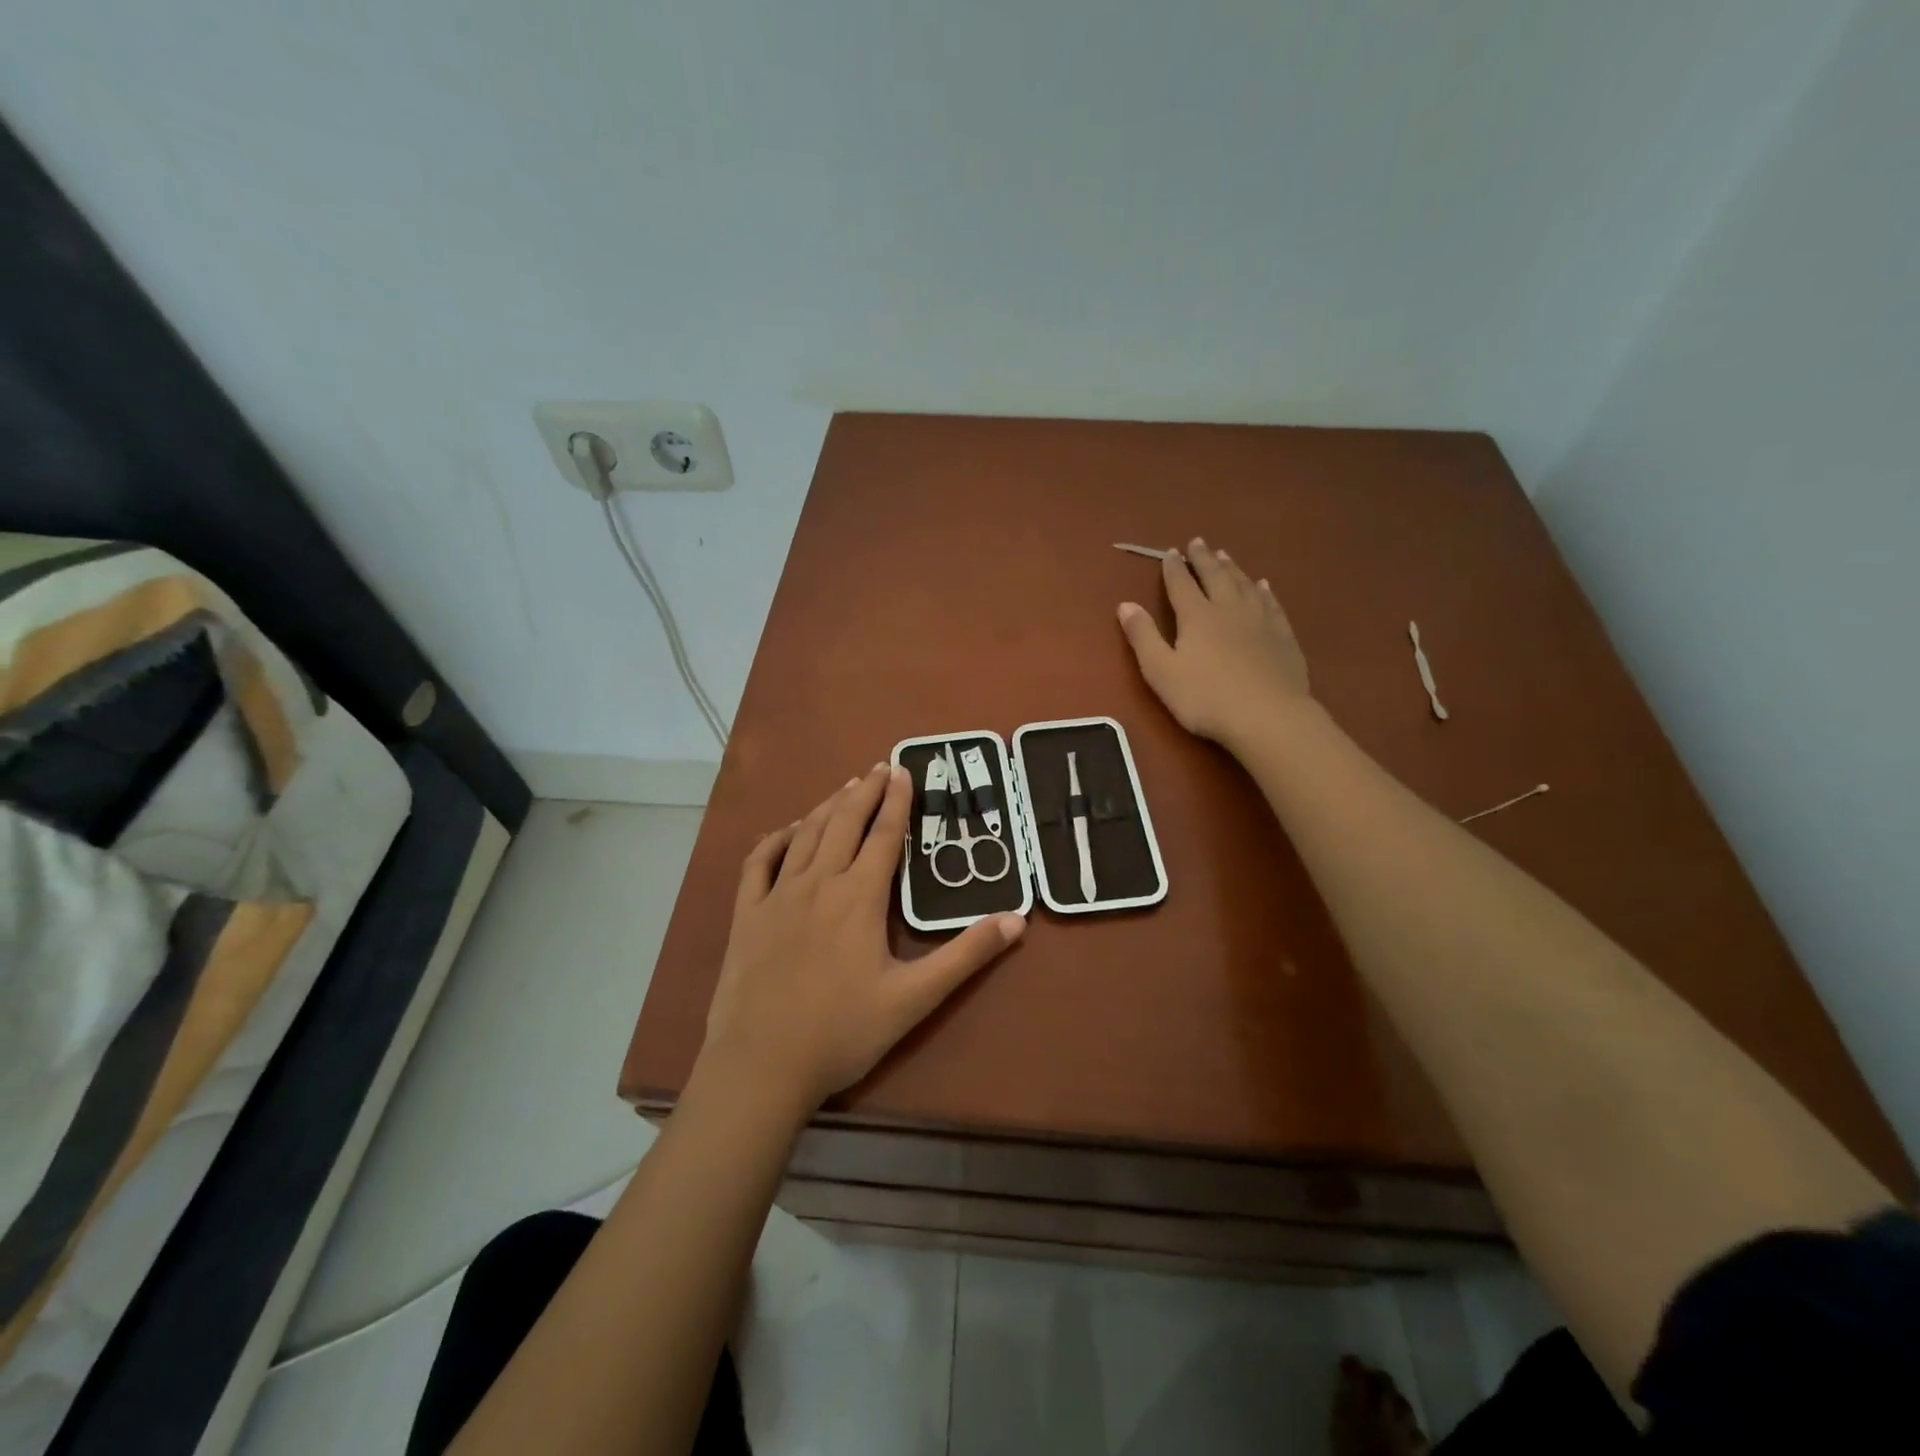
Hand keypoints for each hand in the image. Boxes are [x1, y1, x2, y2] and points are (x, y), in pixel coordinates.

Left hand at [702, 761, 1024, 1111]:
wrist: (762, 1065)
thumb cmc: (843, 1032)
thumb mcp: (915, 998)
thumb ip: (965, 956)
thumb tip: (1016, 919)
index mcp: (859, 897)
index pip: (884, 835)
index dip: (897, 800)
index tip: (905, 769)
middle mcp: (818, 883)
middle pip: (844, 822)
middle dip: (865, 791)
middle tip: (880, 767)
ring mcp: (777, 896)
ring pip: (805, 834)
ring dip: (828, 806)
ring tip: (845, 787)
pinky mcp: (746, 914)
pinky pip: (759, 862)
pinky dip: (775, 838)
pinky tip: (787, 830)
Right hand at [1118, 537, 1310, 746]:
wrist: (1267, 715)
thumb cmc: (1205, 697)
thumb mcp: (1161, 671)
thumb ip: (1143, 636)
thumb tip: (1125, 604)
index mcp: (1196, 616)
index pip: (1181, 584)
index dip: (1174, 567)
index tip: (1170, 552)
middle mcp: (1228, 608)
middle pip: (1214, 576)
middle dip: (1203, 559)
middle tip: (1198, 542)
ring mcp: (1260, 620)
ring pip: (1243, 584)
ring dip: (1232, 568)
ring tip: (1225, 555)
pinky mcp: (1282, 635)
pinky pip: (1271, 603)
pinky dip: (1263, 590)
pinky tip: (1263, 586)